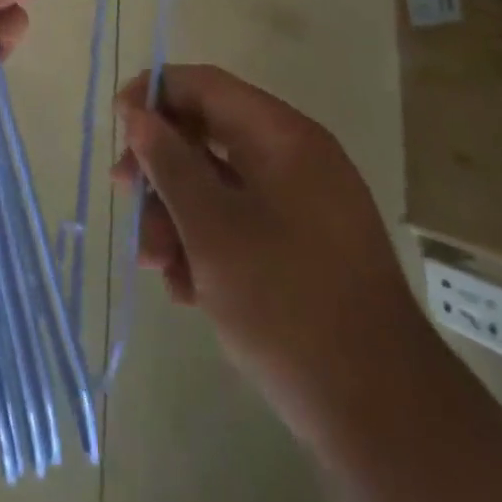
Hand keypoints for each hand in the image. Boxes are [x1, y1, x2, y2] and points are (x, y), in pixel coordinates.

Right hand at [113, 64, 426, 438]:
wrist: (383, 416)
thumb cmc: (286, 302)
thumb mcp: (211, 228)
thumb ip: (168, 162)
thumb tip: (138, 114)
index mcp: (282, 136)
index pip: (206, 85)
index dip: (155, 93)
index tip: (118, 123)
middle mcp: (295, 158)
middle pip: (208, 133)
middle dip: (160, 166)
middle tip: (125, 196)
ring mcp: (303, 204)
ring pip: (220, 183)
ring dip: (177, 214)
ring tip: (154, 263)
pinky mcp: (305, 247)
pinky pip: (243, 221)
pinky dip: (208, 242)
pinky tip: (186, 288)